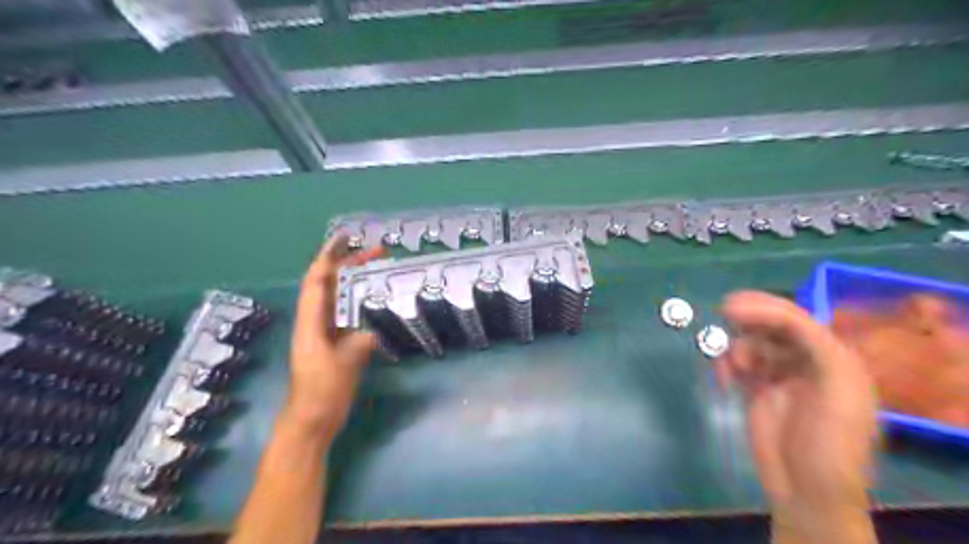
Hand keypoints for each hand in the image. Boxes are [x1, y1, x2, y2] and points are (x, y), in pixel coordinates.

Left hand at [282, 238, 384, 441]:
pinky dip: (361, 300)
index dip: (329, 256)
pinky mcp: (335, 342)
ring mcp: (325, 331)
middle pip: (329, 283)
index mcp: (310, 322)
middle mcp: (315, 321)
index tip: (345, 237)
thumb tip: (372, 331)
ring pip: (339, 296)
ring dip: (356, 279)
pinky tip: (377, 300)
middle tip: (378, 251)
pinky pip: (347, 312)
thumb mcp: (342, 367)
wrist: (312, 420)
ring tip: (379, 268)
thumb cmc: (322, 393)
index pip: (317, 280)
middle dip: (349, 263)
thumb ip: (358, 345)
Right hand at [714, 291, 882, 542]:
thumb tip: (783, 320)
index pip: (798, 321)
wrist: (806, 491)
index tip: (732, 307)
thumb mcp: (838, 394)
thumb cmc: (829, 444)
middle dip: (750, 318)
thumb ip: (820, 351)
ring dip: (738, 348)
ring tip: (733, 369)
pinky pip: (738, 364)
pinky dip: (727, 365)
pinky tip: (724, 378)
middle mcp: (807, 362)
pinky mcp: (757, 390)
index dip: (766, 309)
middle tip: (723, 311)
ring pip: (752, 344)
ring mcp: (780, 376)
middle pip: (774, 327)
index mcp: (834, 360)